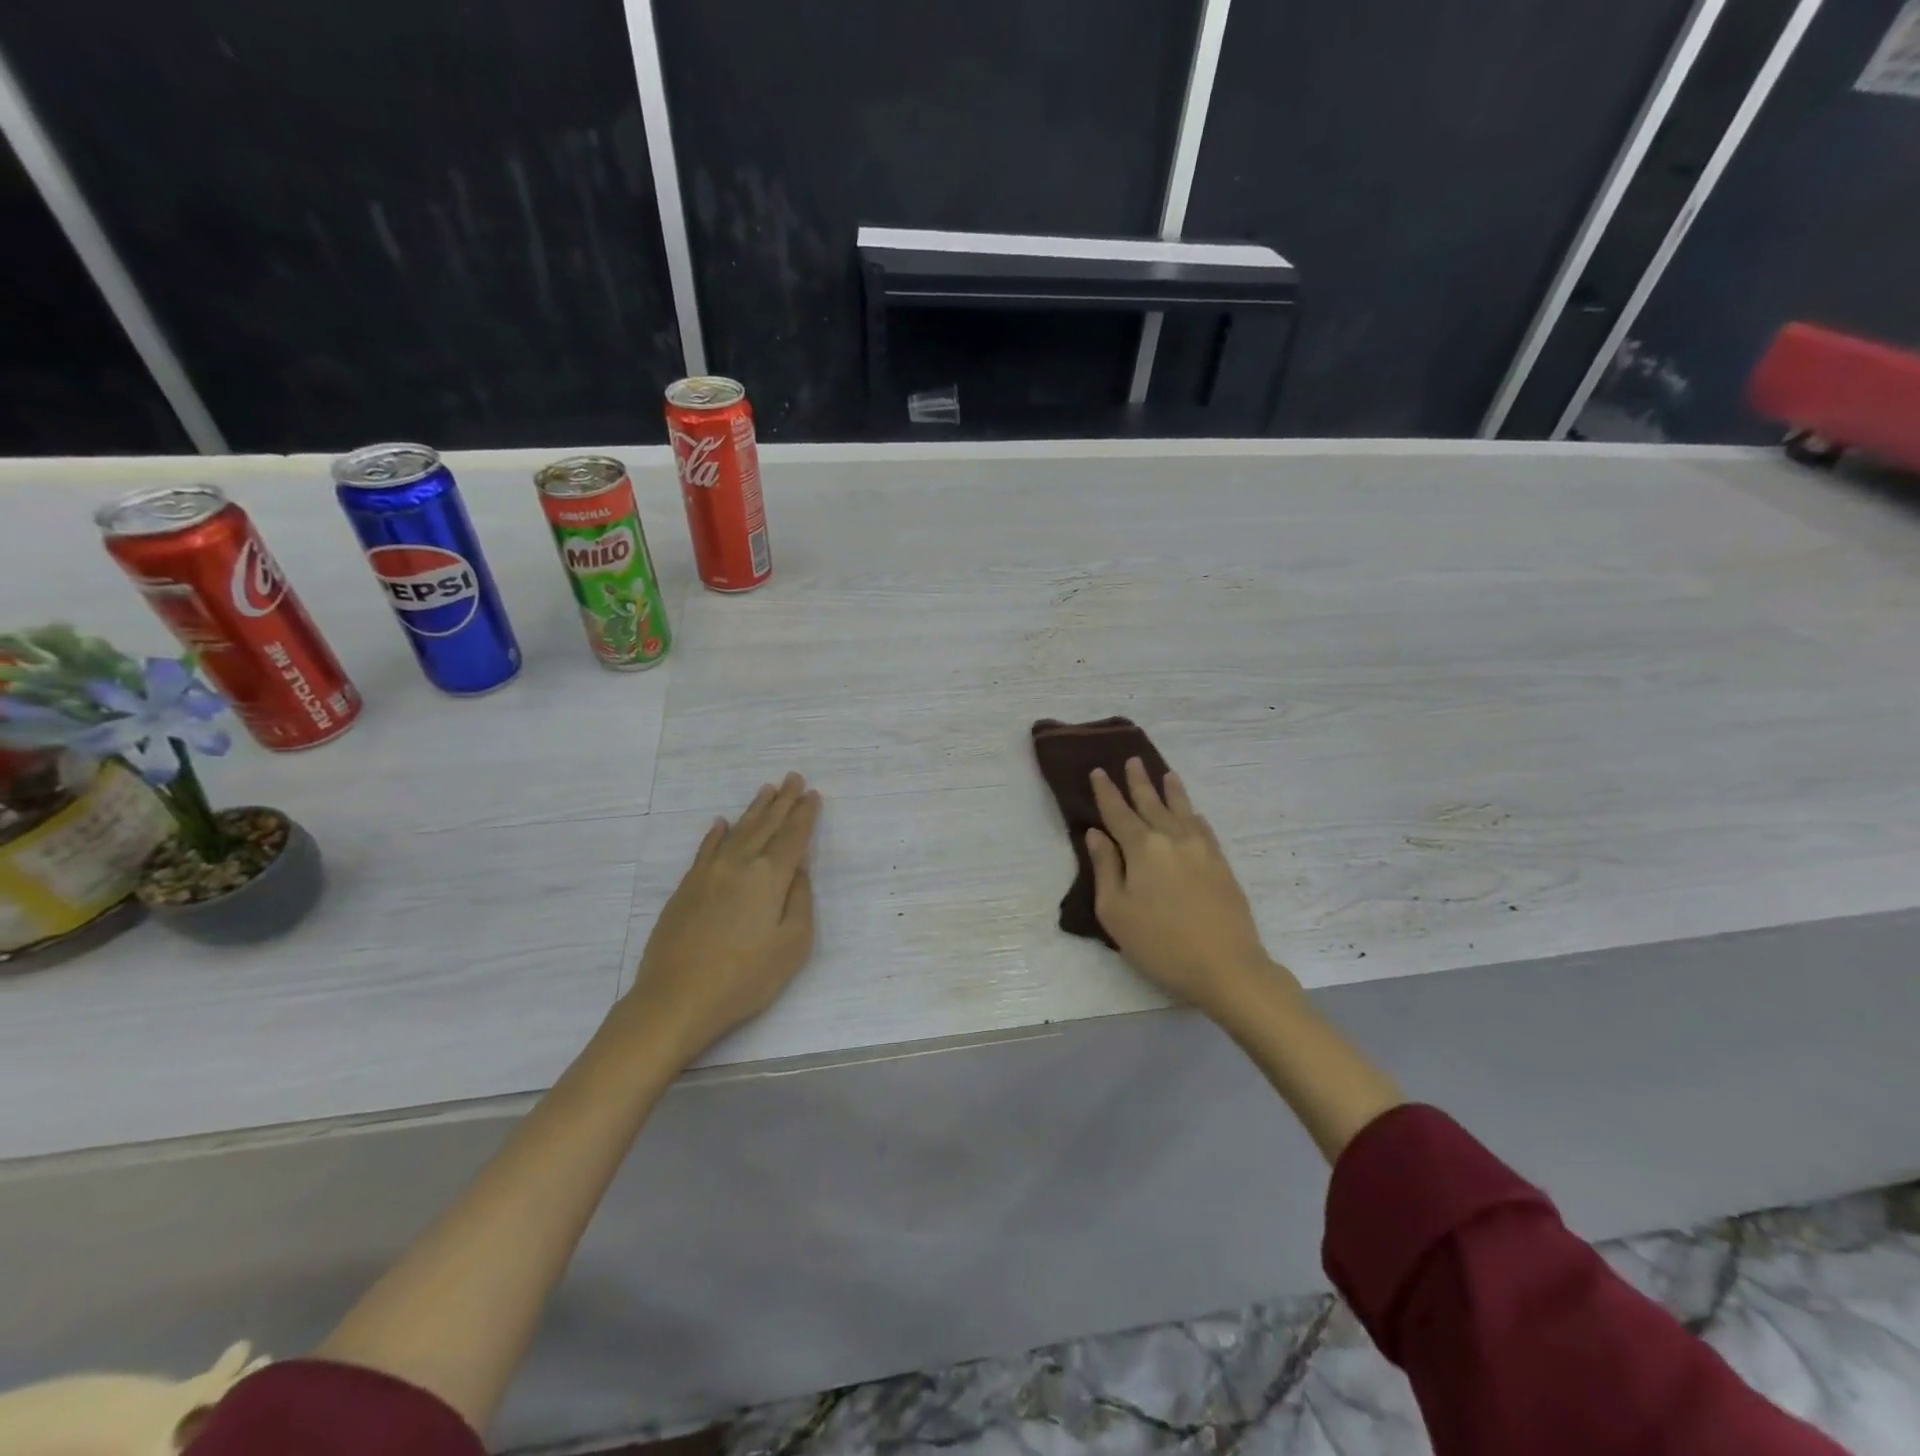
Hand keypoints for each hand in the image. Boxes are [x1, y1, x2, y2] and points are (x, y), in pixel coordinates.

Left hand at [624, 772, 821, 1062]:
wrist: (675, 1000)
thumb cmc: (744, 978)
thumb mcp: (792, 945)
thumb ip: (800, 902)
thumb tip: (798, 872)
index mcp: (768, 878)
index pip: (793, 837)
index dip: (805, 815)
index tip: (813, 794)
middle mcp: (738, 865)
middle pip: (765, 826)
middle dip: (783, 801)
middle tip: (793, 777)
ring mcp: (708, 874)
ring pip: (736, 831)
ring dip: (754, 810)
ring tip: (767, 790)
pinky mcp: (686, 889)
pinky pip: (705, 850)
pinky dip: (716, 834)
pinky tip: (721, 824)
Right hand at [1086, 759, 1295, 1018]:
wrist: (1227, 967)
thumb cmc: (1161, 944)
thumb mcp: (1116, 912)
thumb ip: (1105, 868)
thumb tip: (1096, 834)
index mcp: (1142, 848)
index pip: (1118, 812)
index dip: (1106, 792)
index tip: (1098, 771)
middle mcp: (1172, 838)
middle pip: (1151, 803)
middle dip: (1139, 782)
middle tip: (1132, 760)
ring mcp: (1201, 849)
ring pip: (1182, 810)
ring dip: (1171, 791)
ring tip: (1166, 774)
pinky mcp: (1221, 864)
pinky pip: (1204, 828)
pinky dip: (1194, 815)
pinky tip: (1194, 813)